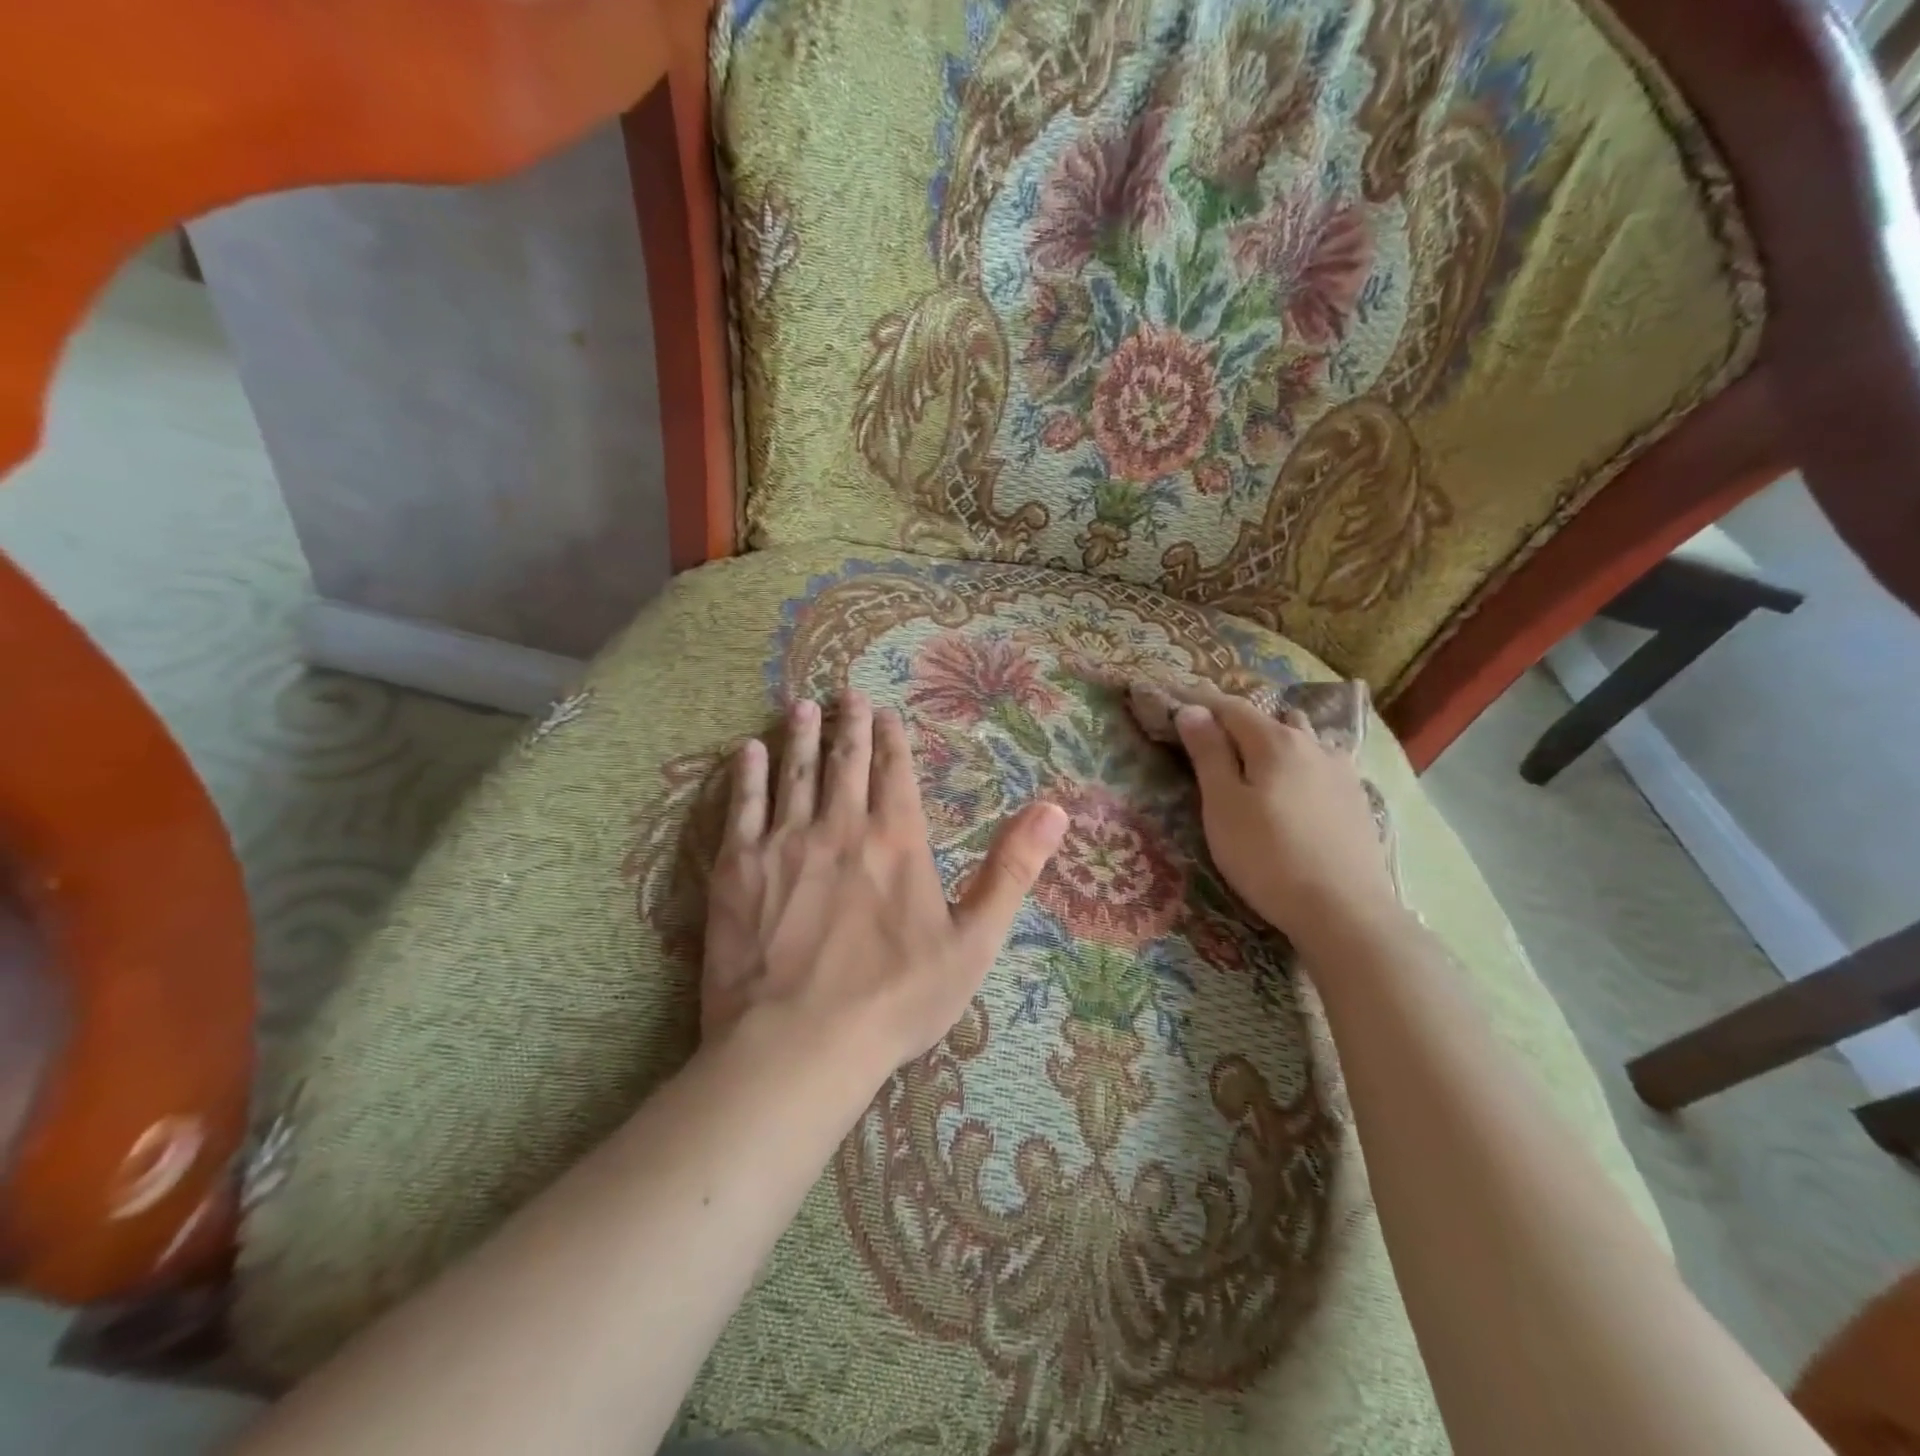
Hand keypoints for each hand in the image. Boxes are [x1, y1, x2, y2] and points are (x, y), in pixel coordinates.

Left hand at [701, 692, 1067, 1081]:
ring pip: (796, 772)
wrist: (798, 1044)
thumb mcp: (974, 942)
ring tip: (802, 706)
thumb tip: (1056, 809)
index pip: (895, 772)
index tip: (886, 713)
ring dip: (801, 735)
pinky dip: (748, 774)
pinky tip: (747, 750)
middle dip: (849, 723)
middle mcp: (840, 825)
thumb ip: (1012, 870)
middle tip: (846, 693)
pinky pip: (743, 805)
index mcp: (896, 839)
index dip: (892, 739)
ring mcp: (784, 842)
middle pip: (846, 760)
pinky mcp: (737, 867)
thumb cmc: (895, 999)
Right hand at [1171, 685, 1395, 948]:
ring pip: (1302, 739)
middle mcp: (1313, 745)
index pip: (1230, 707)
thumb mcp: (1223, 806)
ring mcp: (1341, 771)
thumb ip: (1208, 754)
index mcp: (1275, 741)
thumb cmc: (1268, 857)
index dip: (1200, 703)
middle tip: (1212, 739)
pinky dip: (1301, 763)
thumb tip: (1192, 711)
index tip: (1176, 704)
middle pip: (1269, 719)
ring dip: (1275, 740)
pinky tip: (1298, 786)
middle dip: (1238, 721)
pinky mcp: (1357, 800)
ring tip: (1257, 759)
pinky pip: (1323, 764)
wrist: (1345, 911)